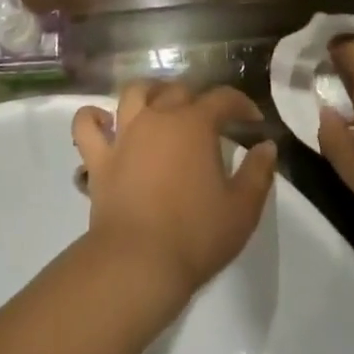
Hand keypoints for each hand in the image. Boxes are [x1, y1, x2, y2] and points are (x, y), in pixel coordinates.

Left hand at [71, 82, 276, 305]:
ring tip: (160, 104)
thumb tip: (266, 147)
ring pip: (134, 93)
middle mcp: (158, 116)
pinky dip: (93, 117)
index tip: (253, 120)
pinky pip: (87, 124)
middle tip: (209, 120)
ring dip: (150, 92)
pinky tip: (104, 122)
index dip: (241, 104)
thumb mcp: (242, 210)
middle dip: (198, 99)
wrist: (138, 263)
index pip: (222, 98)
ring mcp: (125, 133)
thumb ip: (258, 173)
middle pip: (179, 90)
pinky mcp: (99, 157)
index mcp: (195, 124)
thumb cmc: (196, 235)